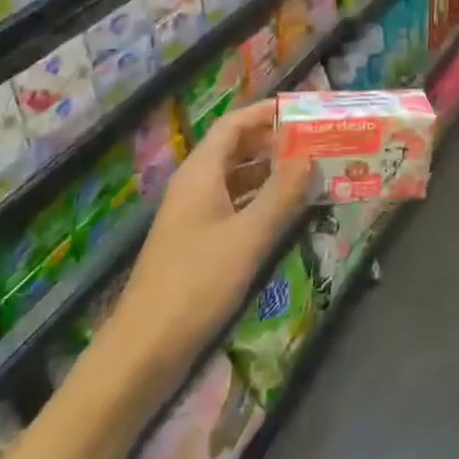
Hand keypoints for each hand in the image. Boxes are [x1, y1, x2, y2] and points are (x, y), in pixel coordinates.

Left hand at [105, 102, 311, 375]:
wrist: (144, 349)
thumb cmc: (197, 283)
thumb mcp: (248, 236)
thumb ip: (281, 193)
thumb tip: (308, 154)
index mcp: (200, 173)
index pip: (234, 124)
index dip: (265, 113)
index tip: (302, 110)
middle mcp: (194, 186)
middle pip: (235, 148)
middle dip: (273, 141)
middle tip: (314, 140)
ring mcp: (193, 215)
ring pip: (236, 178)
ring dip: (270, 171)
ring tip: (309, 171)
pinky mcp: (197, 242)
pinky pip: (233, 205)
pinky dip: (260, 200)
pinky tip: (286, 211)